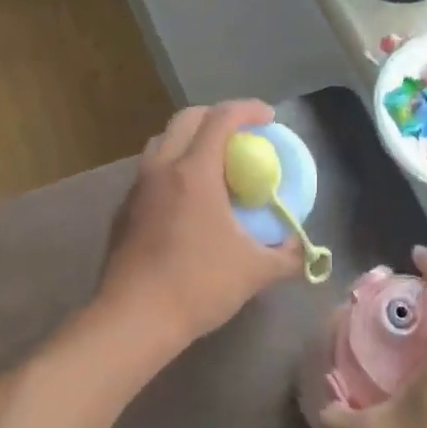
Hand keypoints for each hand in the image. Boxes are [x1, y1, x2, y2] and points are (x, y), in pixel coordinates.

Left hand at [98, 100, 302, 348]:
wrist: (134, 318)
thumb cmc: (198, 285)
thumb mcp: (255, 271)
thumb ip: (286, 256)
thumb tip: (303, 251)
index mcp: (194, 172)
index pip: (221, 119)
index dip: (248, 109)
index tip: (269, 117)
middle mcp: (161, 168)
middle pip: (186, 119)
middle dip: (216, 116)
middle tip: (241, 134)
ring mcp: (137, 188)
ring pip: (162, 142)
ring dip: (189, 139)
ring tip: (213, 162)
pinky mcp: (123, 210)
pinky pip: (150, 171)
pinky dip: (172, 167)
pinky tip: (186, 199)